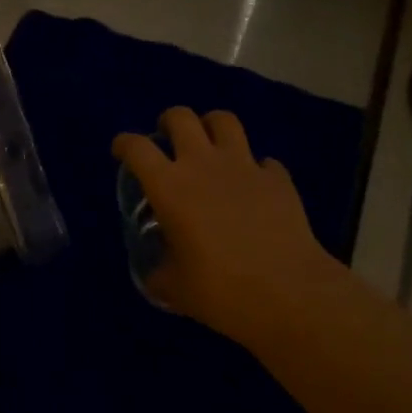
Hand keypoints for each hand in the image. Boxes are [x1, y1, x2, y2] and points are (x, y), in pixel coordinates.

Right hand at [112, 107, 341, 350]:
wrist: (290, 295)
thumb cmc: (222, 291)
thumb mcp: (176, 289)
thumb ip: (160, 273)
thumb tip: (157, 273)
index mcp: (170, 186)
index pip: (136, 147)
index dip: (124, 143)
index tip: (121, 150)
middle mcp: (203, 164)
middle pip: (181, 117)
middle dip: (169, 121)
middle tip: (168, 139)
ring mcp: (244, 166)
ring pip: (224, 121)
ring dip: (212, 127)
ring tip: (210, 145)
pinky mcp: (277, 179)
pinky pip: (264, 161)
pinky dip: (257, 168)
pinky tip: (255, 186)